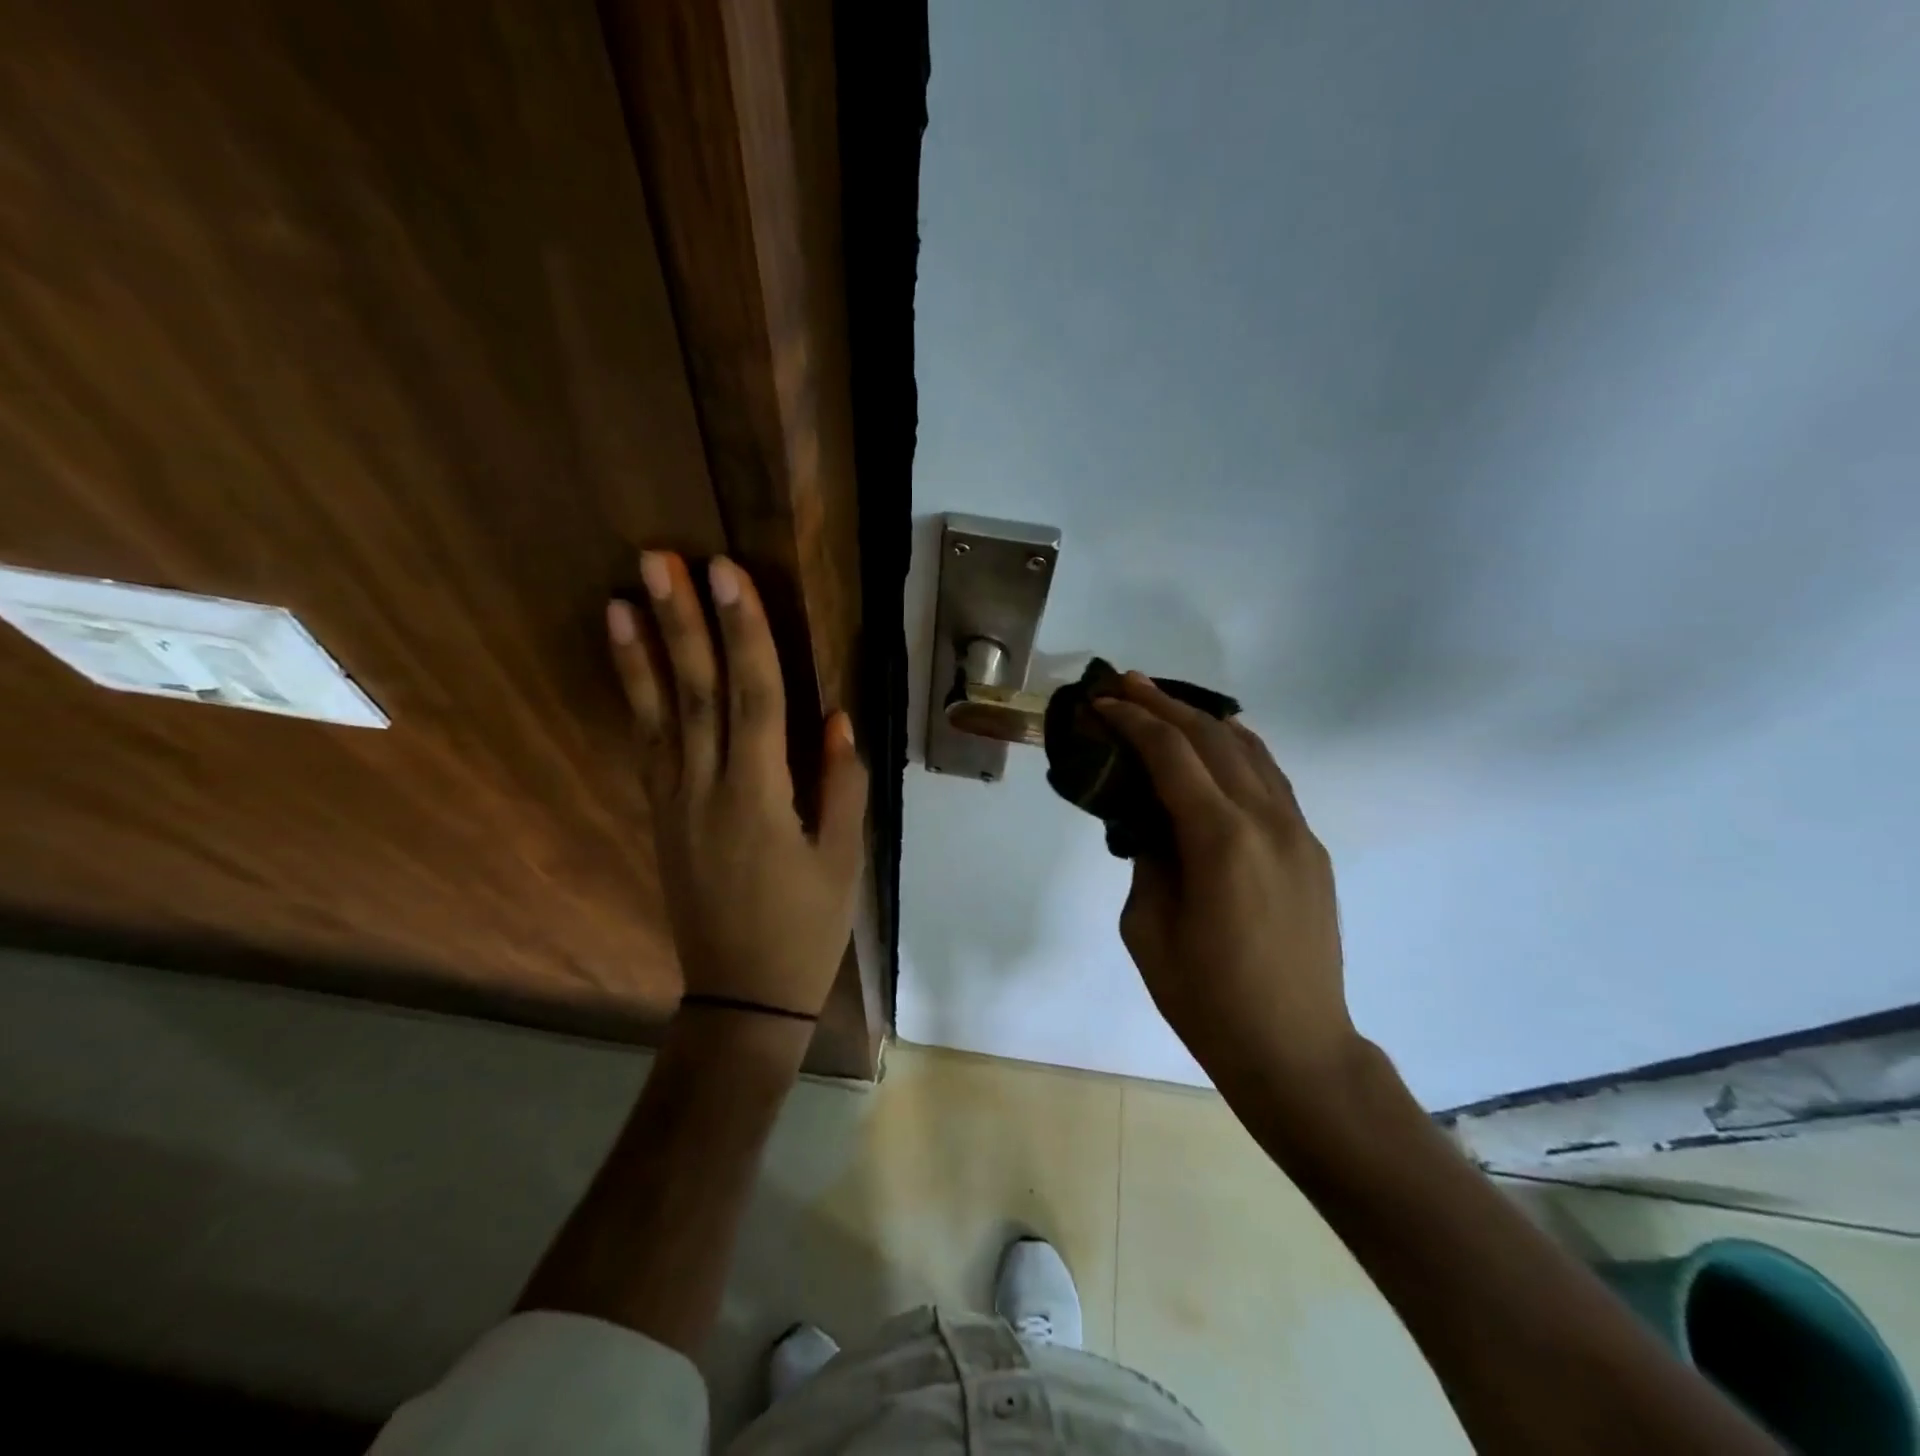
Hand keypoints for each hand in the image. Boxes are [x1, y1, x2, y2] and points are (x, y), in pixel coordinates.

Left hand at [607, 551, 866, 1018]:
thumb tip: (836, 719)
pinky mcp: (662, 817)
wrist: (741, 996)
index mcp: (760, 797)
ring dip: (642, 653)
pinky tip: (631, 667)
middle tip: (661, 558)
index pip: (754, 697)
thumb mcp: (843, 861)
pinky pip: (648, 747)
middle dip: (682, 621)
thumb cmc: (805, 928)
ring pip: (658, 715)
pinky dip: (637, 701)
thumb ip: (841, 786)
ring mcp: (676, 802)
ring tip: (624, 597)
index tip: (728, 574)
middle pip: (697, 692)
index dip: (743, 631)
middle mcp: (707, 789)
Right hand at [1094, 674, 1360, 1100]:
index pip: (1171, 755)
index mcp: (1221, 840)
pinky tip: (1213, 745)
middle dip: (1163, 704)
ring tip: (1162, 701)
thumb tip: (1151, 818)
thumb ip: (1148, 857)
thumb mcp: (1147, 927)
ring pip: (1250, 749)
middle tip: (1123, 683)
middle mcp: (1267, 821)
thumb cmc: (1206, 998)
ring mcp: (1297, 831)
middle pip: (1212, 738)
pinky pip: (1270, 778)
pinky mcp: (1310, 847)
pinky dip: (1236, 749)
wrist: (1295, 1049)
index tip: (1099, 701)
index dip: (1131, 720)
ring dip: (1202, 719)